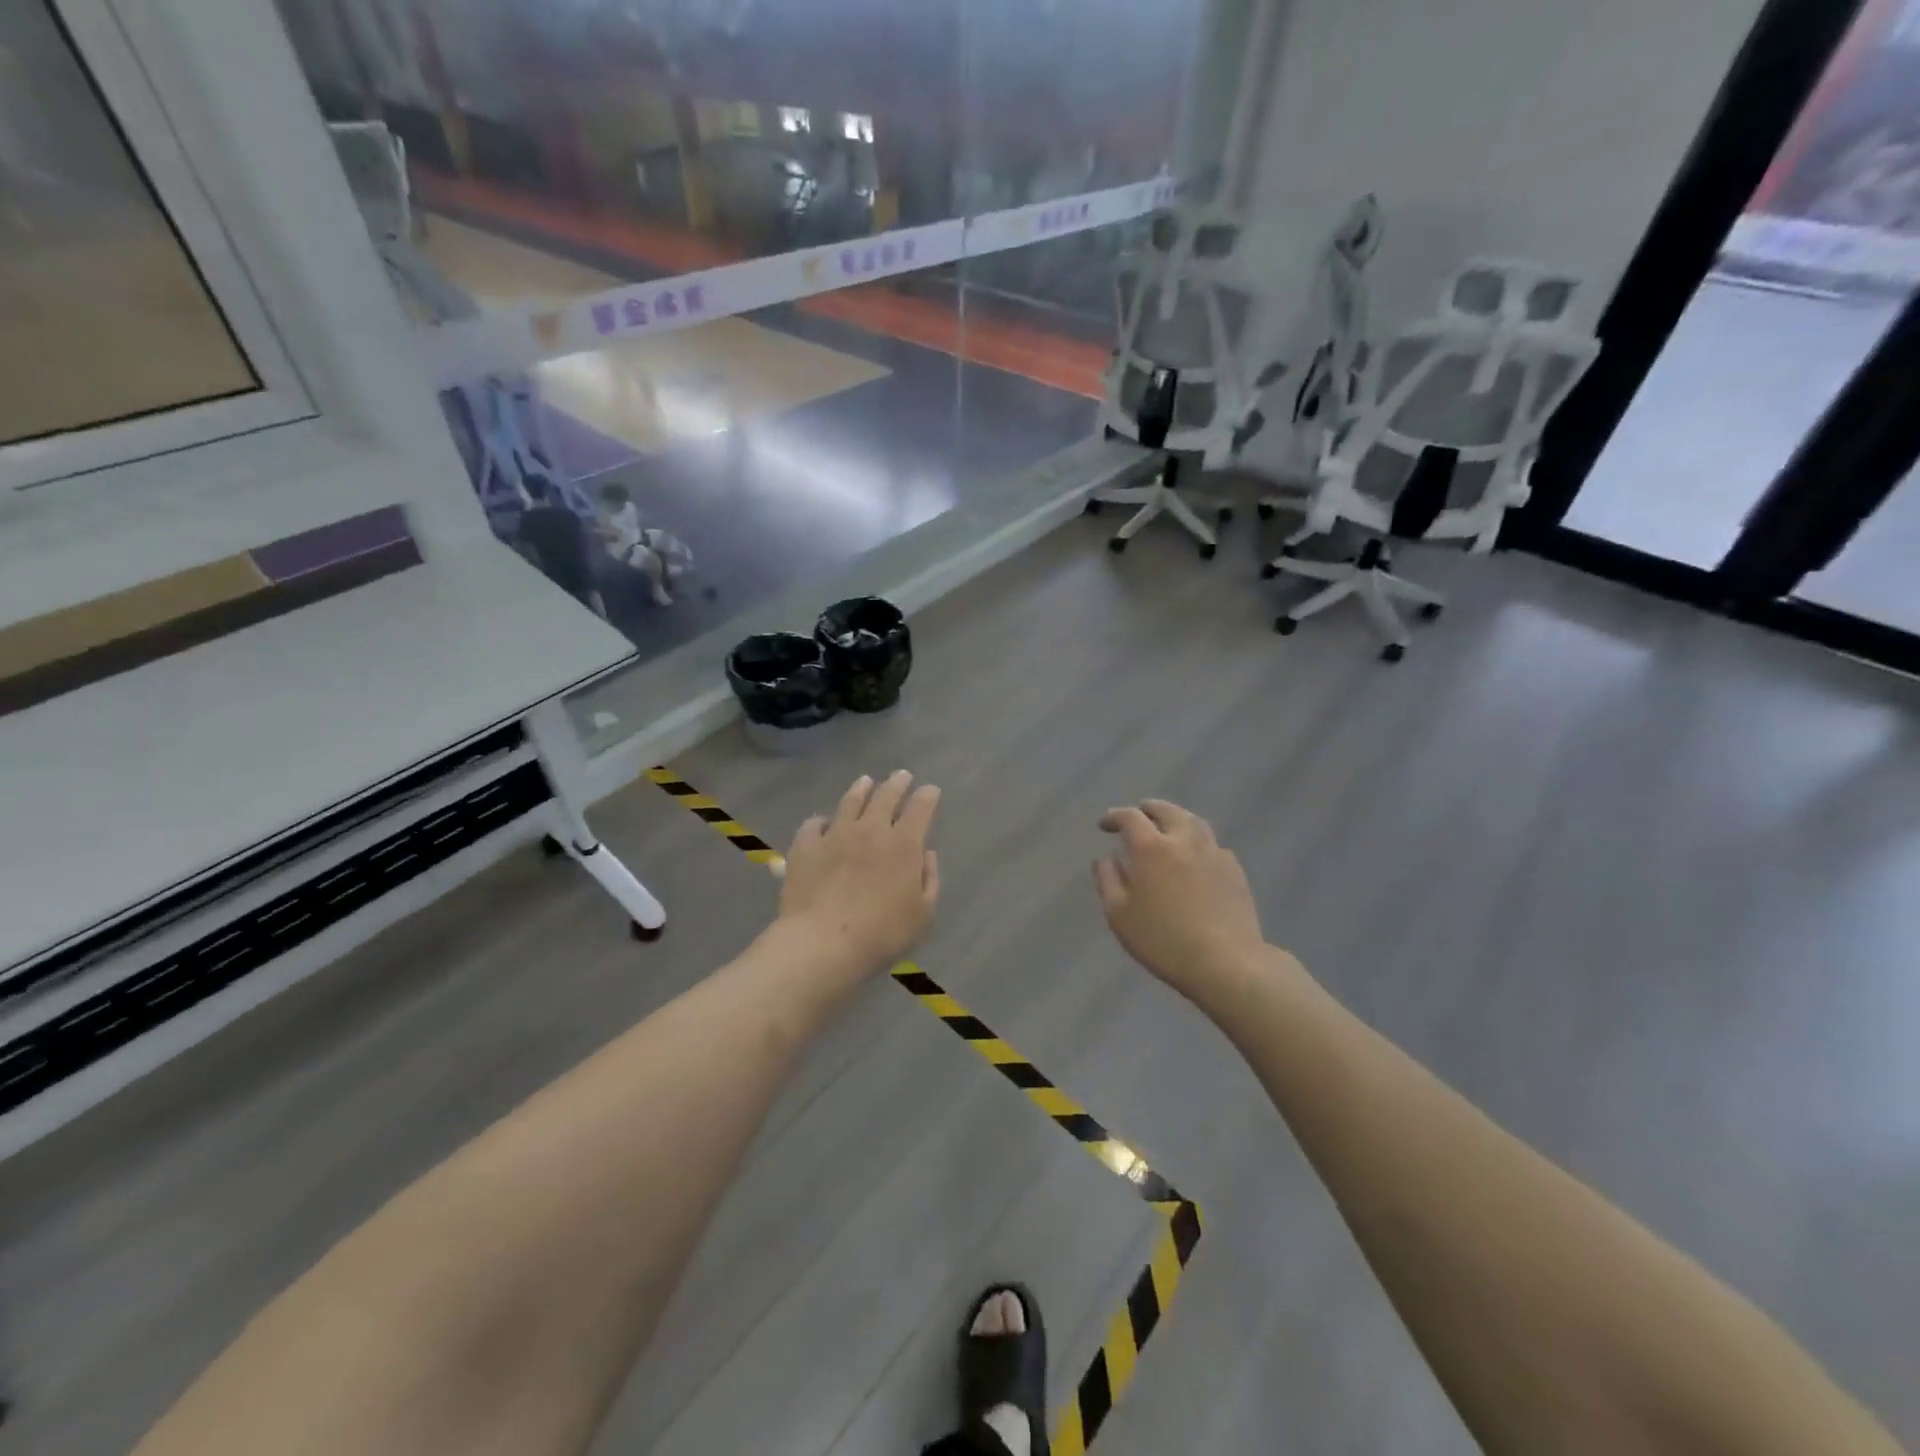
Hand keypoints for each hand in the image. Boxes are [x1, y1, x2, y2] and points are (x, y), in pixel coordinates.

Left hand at [777, 771, 940, 982]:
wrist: (823, 943)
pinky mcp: (806, 847)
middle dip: (897, 783)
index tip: (931, 790)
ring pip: (850, 801)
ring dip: (861, 789)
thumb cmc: (882, 934)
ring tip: (865, 781)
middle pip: (886, 796)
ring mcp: (835, 834)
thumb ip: (929, 880)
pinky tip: (823, 822)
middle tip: (902, 775)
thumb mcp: (922, 915)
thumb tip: (926, 854)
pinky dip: (822, 820)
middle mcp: (871, 830)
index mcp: (904, 845)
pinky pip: (814, 824)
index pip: (920, 808)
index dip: (928, 796)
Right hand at [1094, 800, 1266, 1001]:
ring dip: (1175, 818)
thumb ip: (1108, 880)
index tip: (1104, 825)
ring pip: (1193, 821)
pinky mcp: (1234, 869)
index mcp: (1151, 847)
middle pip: (1166, 810)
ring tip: (1167, 828)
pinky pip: (1211, 844)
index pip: (1130, 817)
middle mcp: (1184, 840)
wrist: (1225, 962)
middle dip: (1148, 809)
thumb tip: (1106, 858)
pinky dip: (1196, 841)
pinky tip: (1194, 857)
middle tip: (1138, 815)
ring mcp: (1213, 852)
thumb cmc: (1162, 939)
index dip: (1114, 816)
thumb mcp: (1119, 915)